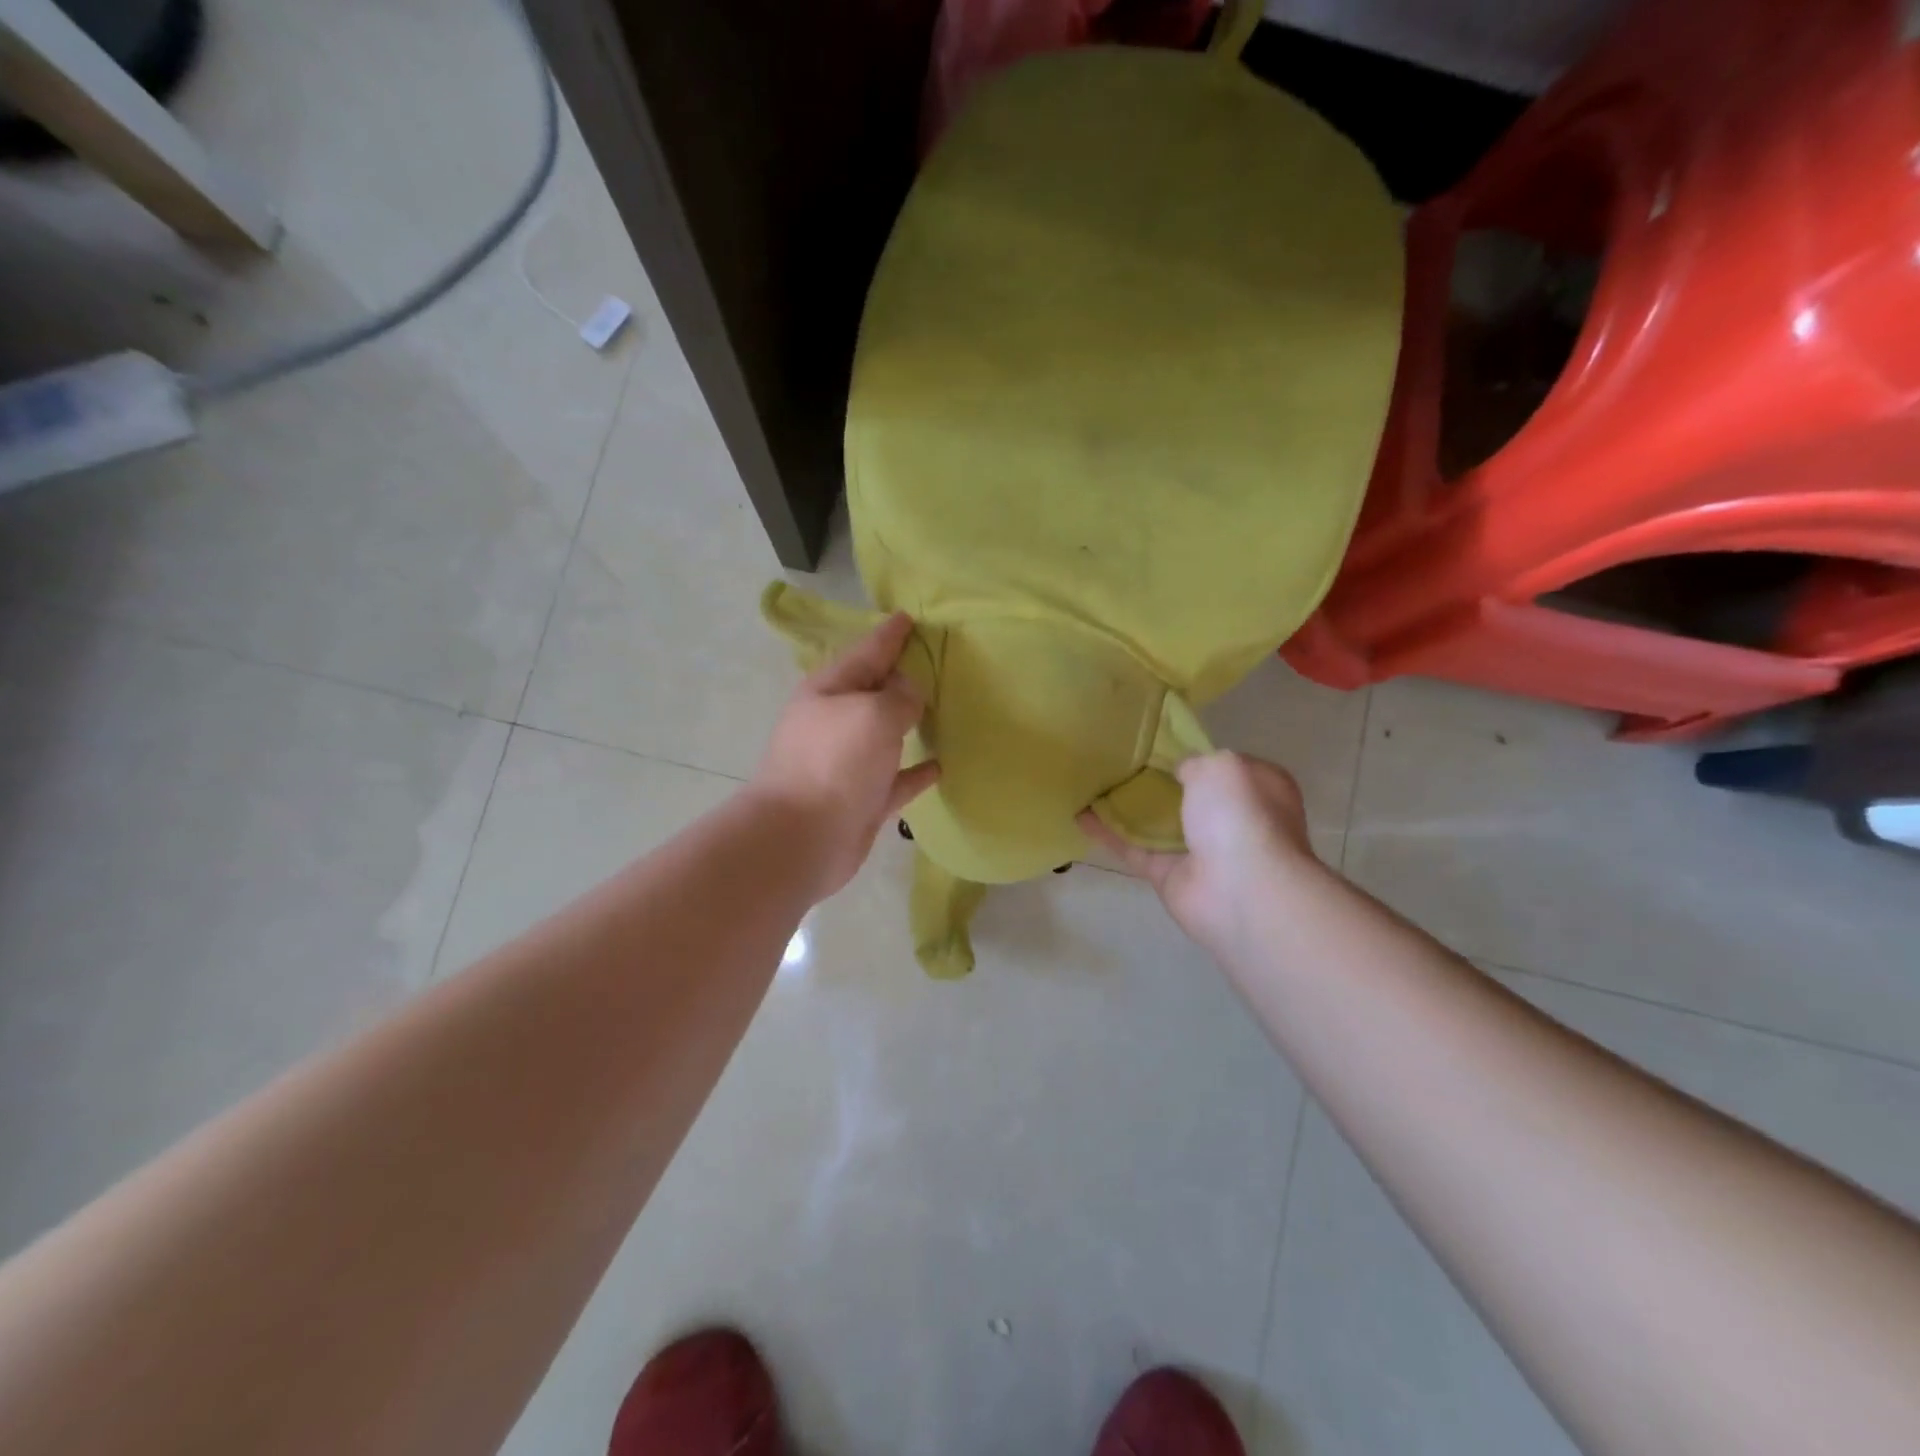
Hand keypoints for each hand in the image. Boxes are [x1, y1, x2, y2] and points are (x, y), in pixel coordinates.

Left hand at [751, 613, 941, 900]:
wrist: (800, 839)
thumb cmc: (834, 763)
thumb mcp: (872, 714)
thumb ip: (899, 697)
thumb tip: (909, 694)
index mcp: (830, 690)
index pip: (867, 651)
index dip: (890, 634)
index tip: (910, 618)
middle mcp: (836, 722)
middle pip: (875, 691)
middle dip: (901, 675)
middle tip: (936, 660)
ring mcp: (848, 763)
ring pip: (886, 733)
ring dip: (910, 721)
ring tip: (943, 708)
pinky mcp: (862, 798)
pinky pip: (897, 777)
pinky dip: (916, 769)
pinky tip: (941, 765)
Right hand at [1079, 751, 1316, 953]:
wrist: (1240, 890)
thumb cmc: (1240, 816)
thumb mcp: (1219, 766)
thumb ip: (1194, 761)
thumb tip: (1180, 770)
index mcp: (1258, 789)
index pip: (1226, 767)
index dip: (1197, 755)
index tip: (1161, 744)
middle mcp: (1233, 820)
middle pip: (1189, 796)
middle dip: (1159, 781)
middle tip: (1122, 760)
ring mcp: (1200, 851)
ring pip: (1158, 823)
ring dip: (1129, 807)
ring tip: (1094, 783)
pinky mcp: (1169, 876)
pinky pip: (1134, 849)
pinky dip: (1108, 833)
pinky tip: (1080, 815)